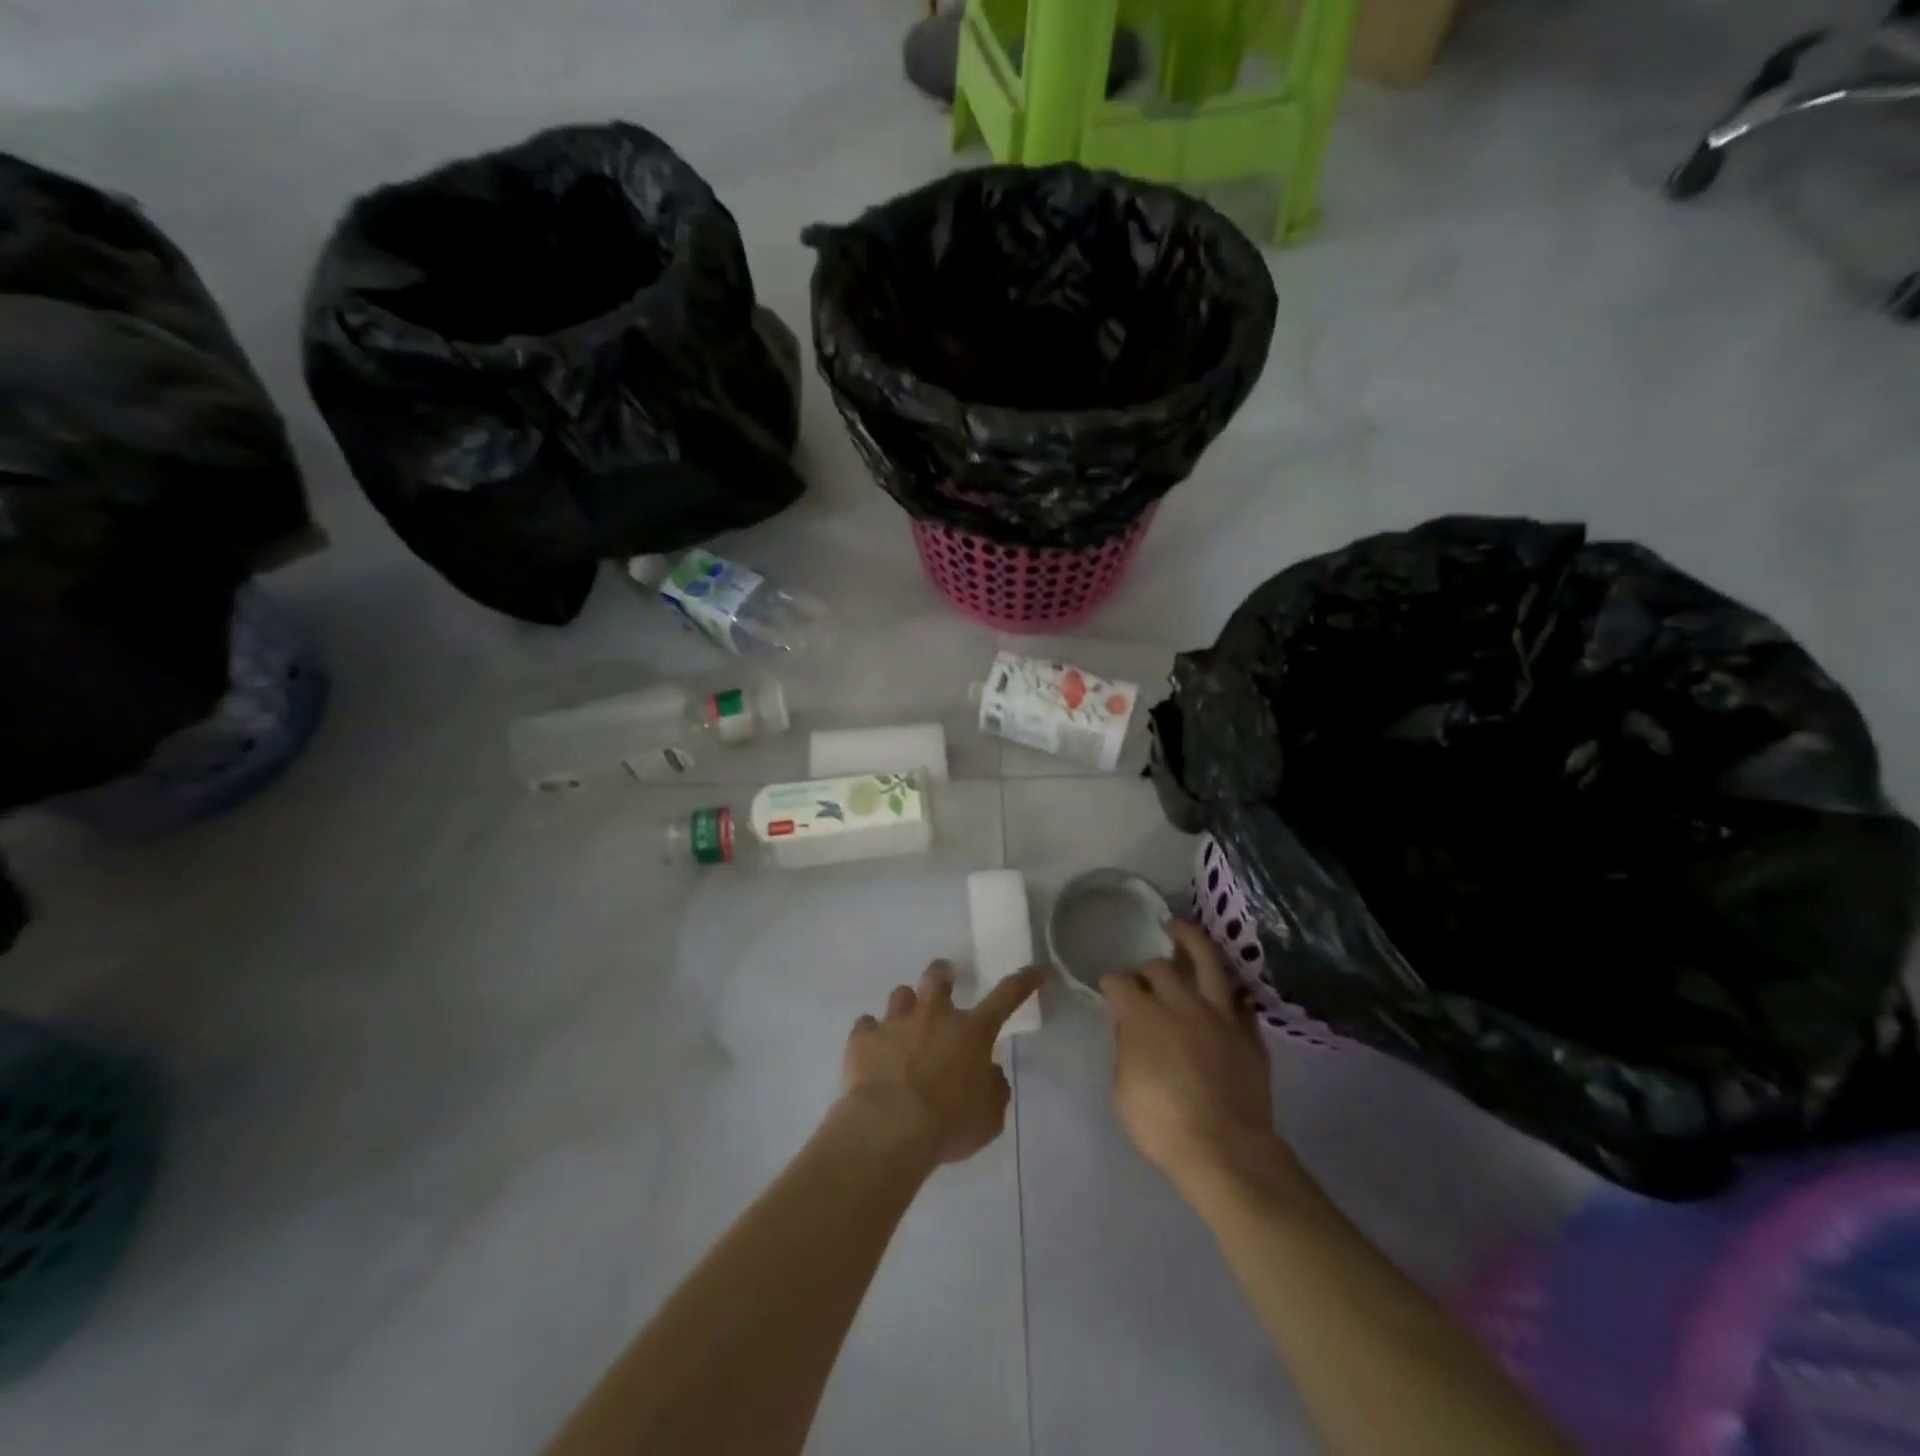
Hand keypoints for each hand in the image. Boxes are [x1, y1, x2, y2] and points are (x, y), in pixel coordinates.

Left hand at [841, 961, 1043, 1167]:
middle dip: (943, 975)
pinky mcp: (863, 1038)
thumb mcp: (989, 1116)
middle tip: (944, 983)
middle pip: (937, 976)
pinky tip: (872, 1051)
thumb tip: (989, 1073)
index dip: (1023, 981)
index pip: (1006, 996)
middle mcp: (934, 1016)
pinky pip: (866, 1026)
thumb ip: (993, 1088)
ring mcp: (895, 1023)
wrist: (890, 1129)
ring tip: (904, 1025)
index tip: (1036, 971)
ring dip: (906, 1006)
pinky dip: (871, 1035)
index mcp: (971, 1031)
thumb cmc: (948, 1124)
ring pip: (901, 994)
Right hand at [1102, 920, 1279, 1192]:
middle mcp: (1181, 1004)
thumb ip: (1126, 1050)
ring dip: (1190, 940)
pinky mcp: (1248, 1033)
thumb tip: (1131, 1030)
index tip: (1107, 987)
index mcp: (1143, 1016)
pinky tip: (1220, 991)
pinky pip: (1239, 1001)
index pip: (1120, 983)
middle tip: (1142, 975)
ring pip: (1207, 961)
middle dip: (1146, 967)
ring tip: (1178, 927)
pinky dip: (1226, 993)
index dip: (1110, 982)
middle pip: (1160, 967)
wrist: (1226, 1151)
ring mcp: (1220, 1015)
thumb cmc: (1162, 1124)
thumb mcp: (1123, 1089)